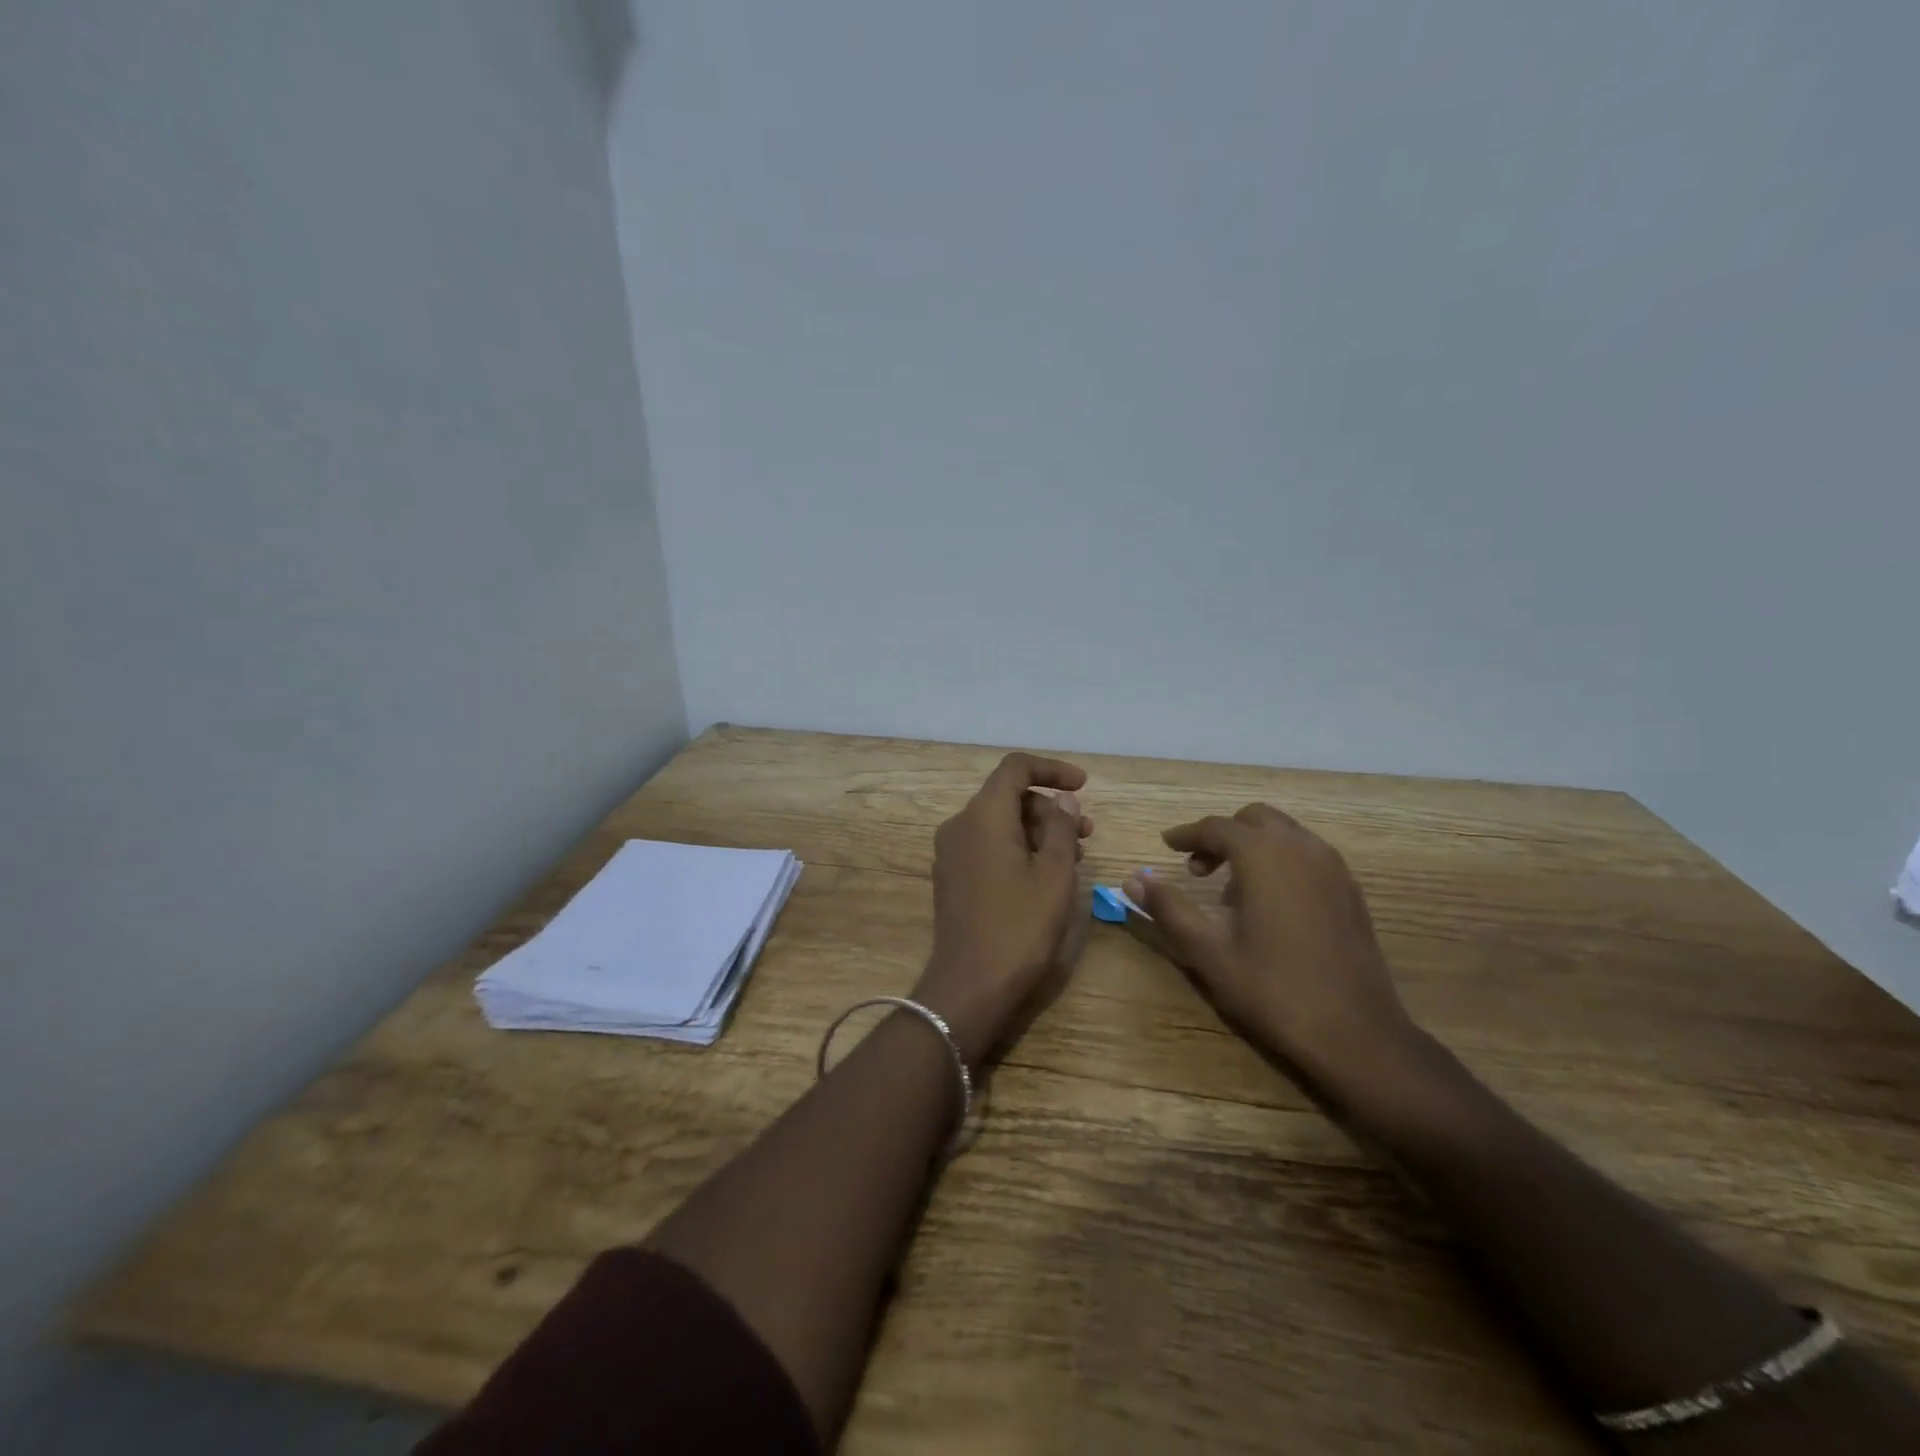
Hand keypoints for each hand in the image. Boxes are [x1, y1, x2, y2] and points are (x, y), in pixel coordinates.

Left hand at [913, 753, 1091, 1064]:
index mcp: (983, 815)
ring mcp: (951, 853)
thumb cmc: (1019, 926)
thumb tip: (1062, 798)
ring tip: (1073, 857)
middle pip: (1007, 796)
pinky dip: (1018, 849)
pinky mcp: (952, 877)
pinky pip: (988, 846)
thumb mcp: (1053, 874)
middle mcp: (960, 825)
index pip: (1015, 768)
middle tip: (1086, 833)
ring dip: (1037, 831)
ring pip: (999, 823)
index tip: (1084, 786)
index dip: (1052, 769)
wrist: (970, 986)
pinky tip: (1044, 875)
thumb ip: (1060, 826)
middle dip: (1049, 808)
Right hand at [1124, 804, 1419, 1094]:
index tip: (1166, 845)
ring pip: (1284, 834)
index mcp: (1264, 856)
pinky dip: (1280, 860)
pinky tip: (1270, 904)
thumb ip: (1169, 909)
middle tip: (1196, 868)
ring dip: (1252, 846)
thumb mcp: (1209, 952)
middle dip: (1222, 835)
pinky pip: (1307, 855)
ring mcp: (1333, 868)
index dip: (1187, 834)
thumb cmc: (1274, 990)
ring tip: (1230, 890)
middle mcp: (1301, 848)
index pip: (1216, 827)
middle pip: (1254, 820)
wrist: (1357, 1034)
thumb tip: (1133, 879)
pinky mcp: (1350, 890)